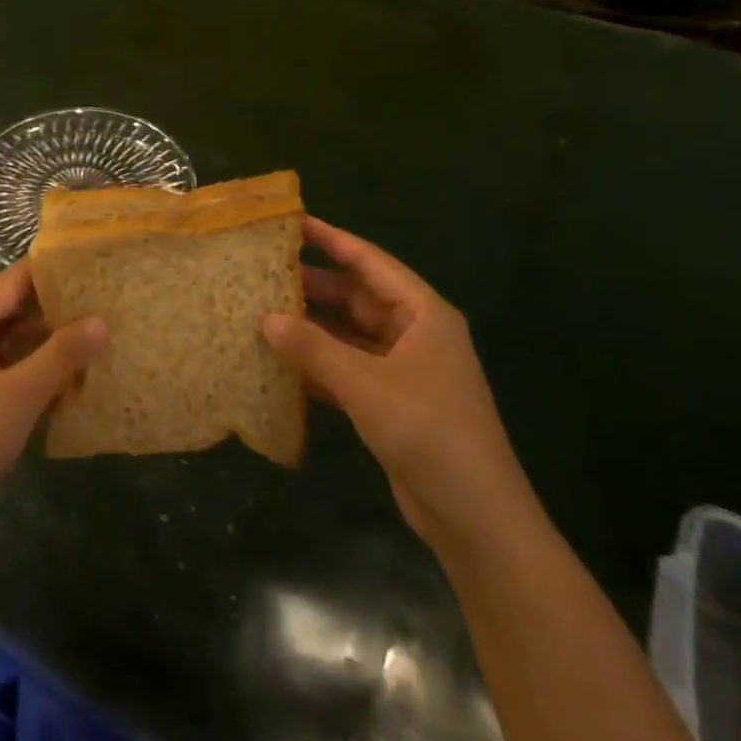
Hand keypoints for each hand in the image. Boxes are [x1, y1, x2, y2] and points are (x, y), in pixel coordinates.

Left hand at [0, 262, 106, 556]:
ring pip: (10, 344)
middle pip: (10, 310)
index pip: (11, 280)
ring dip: (47, 343)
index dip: (50, 270)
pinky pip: (5, 373)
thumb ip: (62, 354)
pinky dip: (34, 372)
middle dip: (54, 307)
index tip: (92, 264)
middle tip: (104, 300)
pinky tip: (71, 381)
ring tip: (97, 336)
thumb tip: (102, 320)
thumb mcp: (19, 395)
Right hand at [263, 217, 537, 554]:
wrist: (476, 518)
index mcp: (423, 314)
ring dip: (314, 327)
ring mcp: (406, 369)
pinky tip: (284, 363)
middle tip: (265, 272)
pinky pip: (350, 369)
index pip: (370, 262)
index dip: (332, 240)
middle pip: (359, 296)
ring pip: (351, 334)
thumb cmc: (428, 432)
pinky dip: (321, 364)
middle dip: (315, 285)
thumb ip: (314, 348)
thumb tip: (266, 318)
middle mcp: (416, 333)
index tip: (293, 223)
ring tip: (265, 312)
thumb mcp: (366, 385)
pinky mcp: (394, 402)